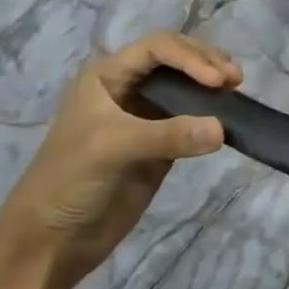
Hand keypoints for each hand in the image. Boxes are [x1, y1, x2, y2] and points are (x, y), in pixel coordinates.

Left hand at [0, 32, 241, 287]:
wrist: (52, 240)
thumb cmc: (69, 180)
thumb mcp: (113, 148)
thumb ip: (168, 136)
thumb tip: (223, 129)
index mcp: (106, 77)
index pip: (157, 48)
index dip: (190, 57)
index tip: (216, 80)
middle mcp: (128, 89)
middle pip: (176, 59)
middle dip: (206, 63)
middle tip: (235, 80)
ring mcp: (146, 117)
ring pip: (188, 87)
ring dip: (213, 85)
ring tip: (236, 92)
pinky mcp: (162, 144)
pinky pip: (194, 120)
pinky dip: (213, 115)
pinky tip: (229, 119)